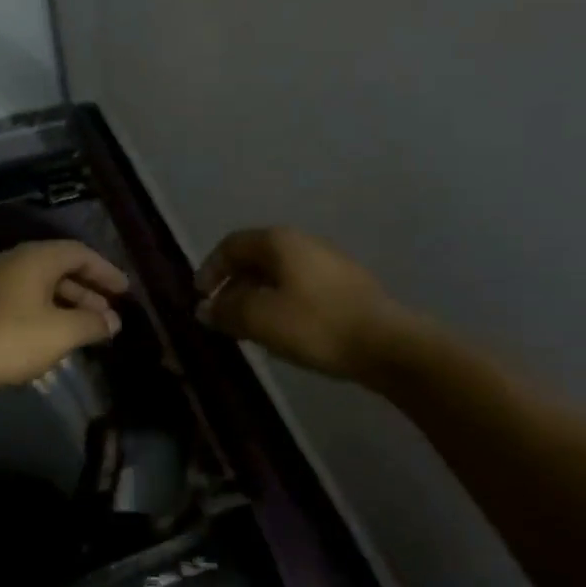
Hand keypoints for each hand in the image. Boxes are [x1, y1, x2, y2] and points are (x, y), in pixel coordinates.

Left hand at [0, 240, 128, 404]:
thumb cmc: (6, 340)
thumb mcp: (59, 333)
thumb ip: (91, 324)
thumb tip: (112, 321)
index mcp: (34, 258)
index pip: (79, 252)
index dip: (105, 271)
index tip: (125, 292)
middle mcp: (10, 261)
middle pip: (58, 268)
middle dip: (87, 291)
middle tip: (108, 315)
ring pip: (37, 286)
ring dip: (64, 304)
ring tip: (84, 330)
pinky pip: (19, 301)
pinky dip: (42, 313)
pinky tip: (48, 338)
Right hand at [195, 227, 411, 382]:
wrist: (386, 344)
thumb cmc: (315, 325)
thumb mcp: (260, 319)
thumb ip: (227, 310)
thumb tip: (204, 308)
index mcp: (279, 242)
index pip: (231, 245)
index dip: (210, 269)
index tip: (200, 298)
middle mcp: (303, 243)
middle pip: (256, 258)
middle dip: (233, 285)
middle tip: (221, 316)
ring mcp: (328, 263)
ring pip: (279, 275)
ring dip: (256, 297)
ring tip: (248, 328)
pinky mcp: (345, 286)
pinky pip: (299, 288)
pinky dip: (280, 304)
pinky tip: (282, 331)